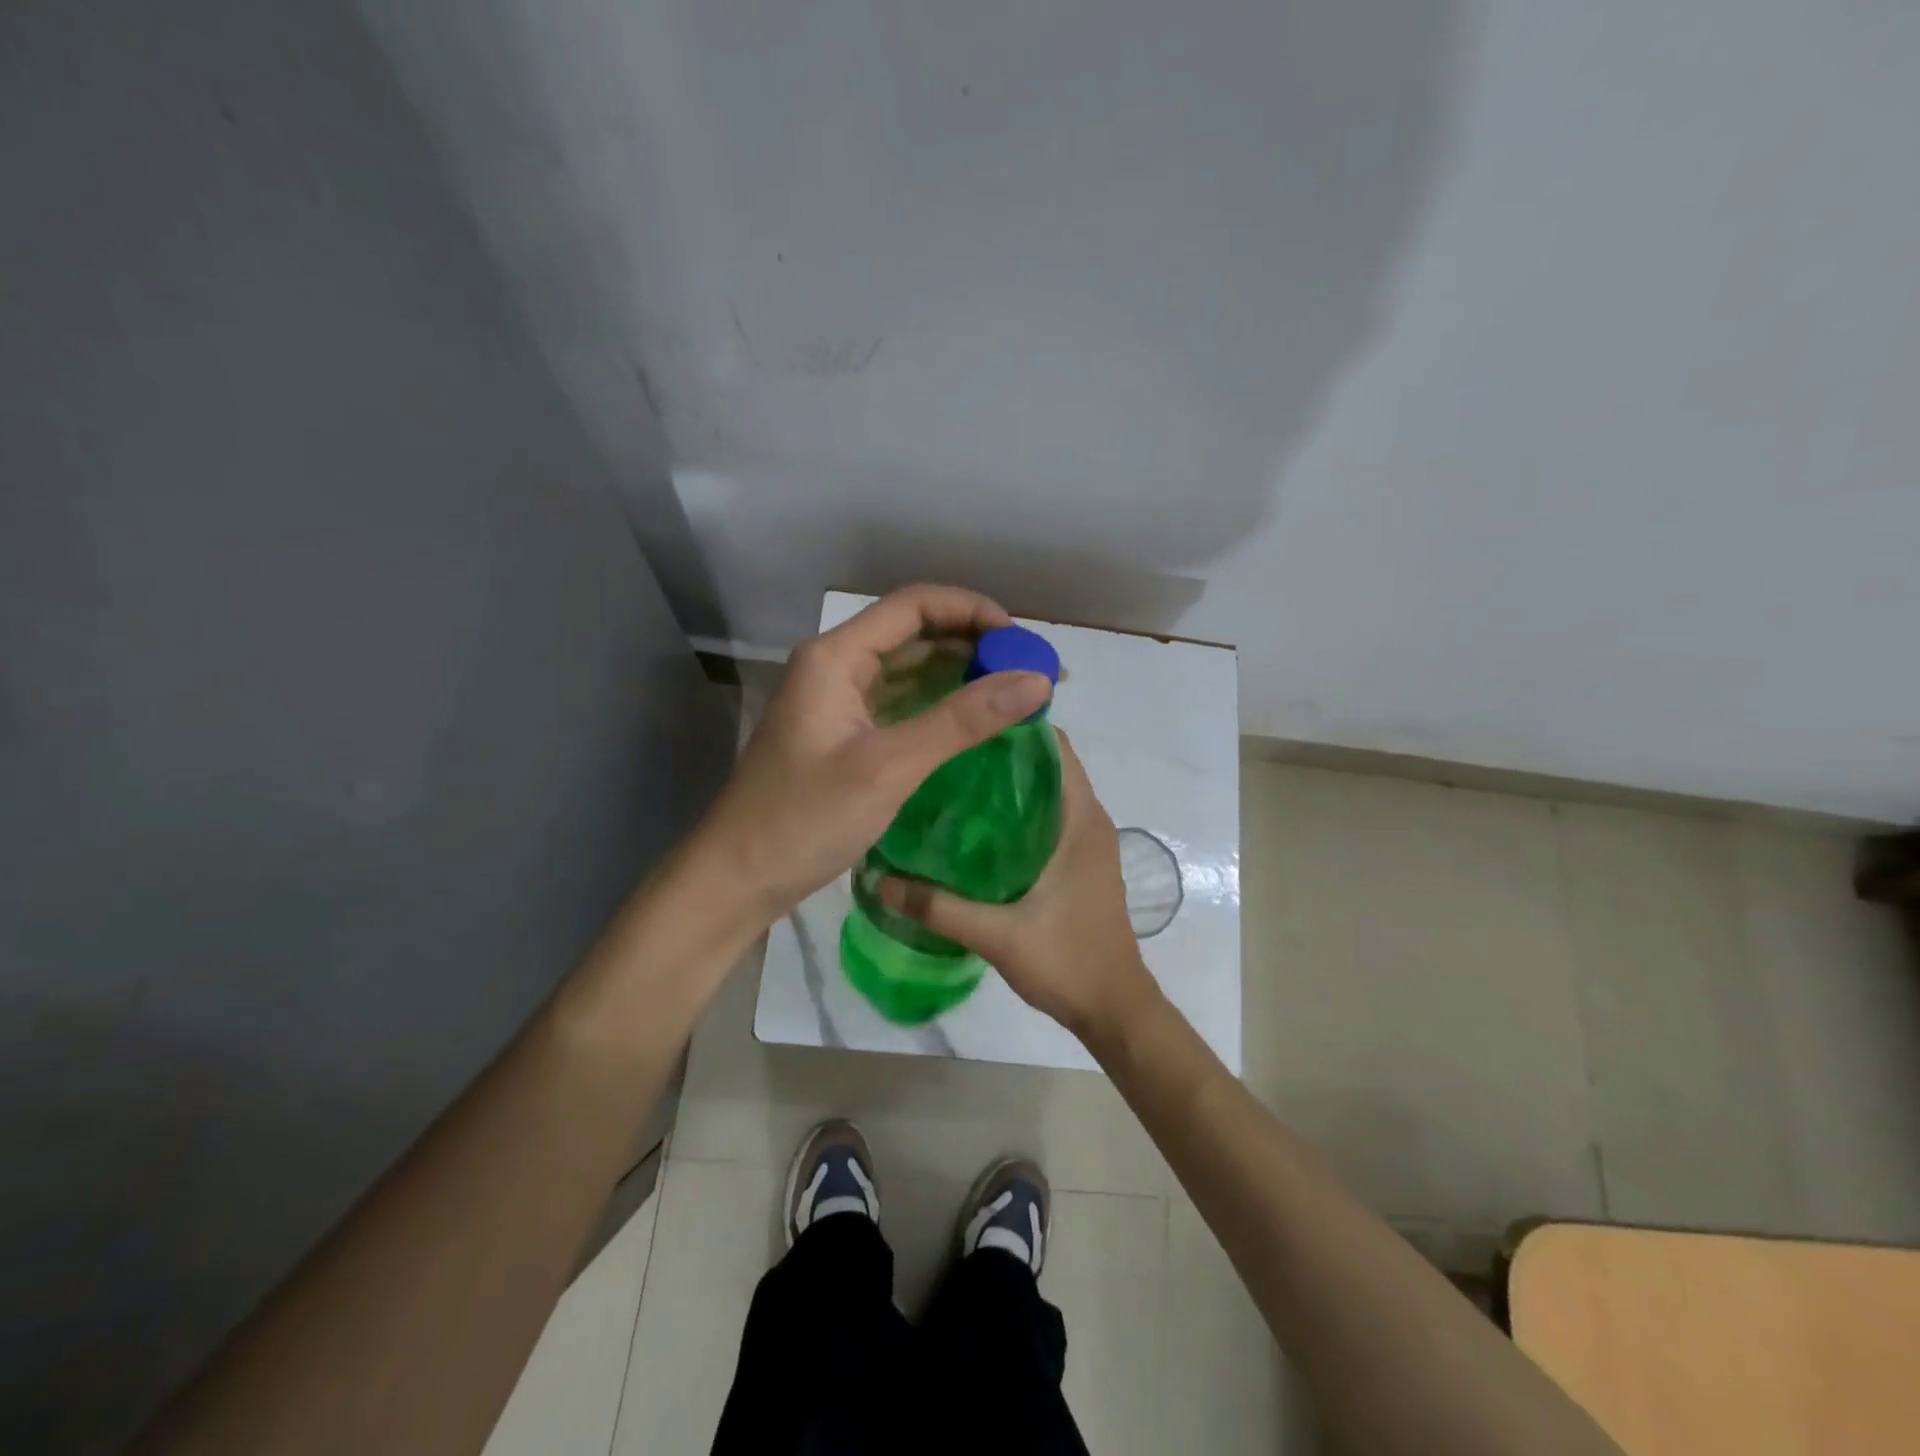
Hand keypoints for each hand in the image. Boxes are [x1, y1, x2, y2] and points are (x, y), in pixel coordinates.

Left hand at [693, 584, 1053, 924]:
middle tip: (1029, 669)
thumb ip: (962, 720)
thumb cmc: (804, 819)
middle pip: (913, 633)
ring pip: (908, 670)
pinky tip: (974, 721)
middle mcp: (835, 667)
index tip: (1022, 639)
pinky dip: (938, 706)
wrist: (737, 878)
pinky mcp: (843, 735)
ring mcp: (837, 702)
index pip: (914, 605)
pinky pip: (899, 704)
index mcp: (835, 657)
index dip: (972, 611)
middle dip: (973, 644)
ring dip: (959, 675)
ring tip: (1014, 691)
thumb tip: (1037, 679)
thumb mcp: (889, 766)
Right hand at [876, 734, 1159, 1042]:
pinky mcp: (1078, 863)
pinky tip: (972, 828)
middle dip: (1000, 751)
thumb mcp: (997, 934)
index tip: (966, 717)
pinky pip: (1047, 819)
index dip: (1015, 725)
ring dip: (1007, 783)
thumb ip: (938, 907)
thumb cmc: (1068, 961)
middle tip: (944, 748)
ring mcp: (1086, 842)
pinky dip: (1015, 812)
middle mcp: (1088, 820)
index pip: (1054, 746)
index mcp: (1081, 819)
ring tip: (951, 779)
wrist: (1114, 1009)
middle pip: (1045, 765)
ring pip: (1045, 793)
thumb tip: (878, 880)